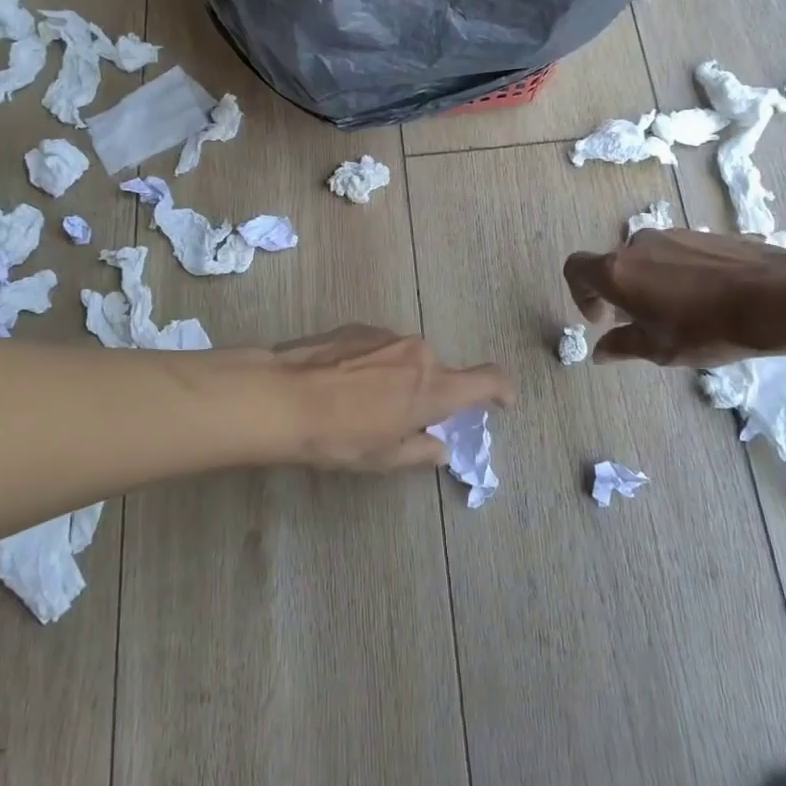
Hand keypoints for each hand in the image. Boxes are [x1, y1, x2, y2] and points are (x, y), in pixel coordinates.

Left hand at [271, 325, 514, 470]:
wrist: (282, 397)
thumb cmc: (339, 436)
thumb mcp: (383, 457)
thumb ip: (421, 450)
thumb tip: (440, 447)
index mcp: (434, 387)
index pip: (487, 379)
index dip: (501, 390)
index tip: (503, 402)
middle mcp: (418, 353)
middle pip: (440, 372)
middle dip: (430, 394)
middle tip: (403, 420)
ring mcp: (388, 336)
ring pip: (408, 359)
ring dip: (400, 378)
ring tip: (363, 403)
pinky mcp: (359, 327)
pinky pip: (381, 348)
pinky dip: (376, 365)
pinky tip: (344, 383)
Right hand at [564, 229, 785, 365]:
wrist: (773, 297)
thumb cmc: (705, 329)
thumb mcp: (659, 349)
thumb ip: (622, 346)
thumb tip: (600, 351)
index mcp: (617, 271)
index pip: (575, 269)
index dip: (581, 295)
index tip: (604, 320)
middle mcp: (638, 244)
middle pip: (614, 265)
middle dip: (620, 293)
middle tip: (642, 321)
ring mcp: (672, 234)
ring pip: (647, 258)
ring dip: (650, 282)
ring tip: (679, 312)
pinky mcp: (703, 233)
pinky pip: (677, 253)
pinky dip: (678, 273)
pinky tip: (706, 298)